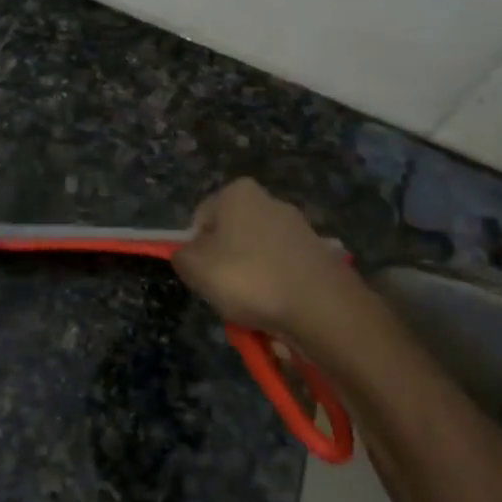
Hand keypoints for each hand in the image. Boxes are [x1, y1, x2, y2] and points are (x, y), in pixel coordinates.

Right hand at [172, 179, 350, 340]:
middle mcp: (270, 201)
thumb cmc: (249, 278)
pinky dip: (277, 289)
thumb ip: (181, 256)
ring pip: (257, 257)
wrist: (320, 307)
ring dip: (251, 281)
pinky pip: (284, 272)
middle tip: (225, 294)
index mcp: (238, 193)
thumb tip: (187, 254)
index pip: (201, 219)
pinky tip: (278, 309)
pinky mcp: (318, 255)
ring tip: (254, 308)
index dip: (196, 250)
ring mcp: (299, 227)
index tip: (203, 276)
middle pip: (231, 236)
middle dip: (225, 265)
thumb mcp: (195, 268)